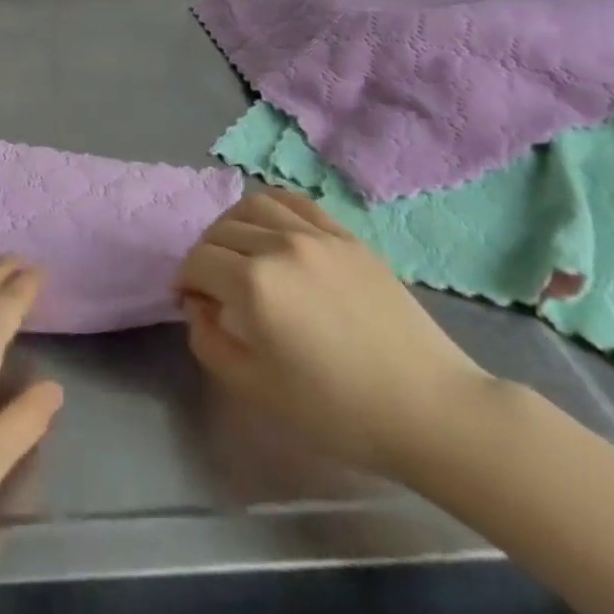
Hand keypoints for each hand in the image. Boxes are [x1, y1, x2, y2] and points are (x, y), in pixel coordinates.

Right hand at [175, 190, 492, 476]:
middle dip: (205, 256)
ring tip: (239, 251)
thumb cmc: (337, 410)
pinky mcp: (346, 235)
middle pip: (220, 231)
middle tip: (212, 285)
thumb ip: (209, 342)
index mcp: (254, 283)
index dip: (185, 281)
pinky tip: (273, 230)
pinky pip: (296, 202)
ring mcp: (316, 234)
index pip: (198, 261)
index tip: (190, 302)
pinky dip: (271, 209)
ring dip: (233, 224)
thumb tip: (199, 306)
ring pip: (254, 205)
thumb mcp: (256, 390)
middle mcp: (279, 245)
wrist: (428, 408)